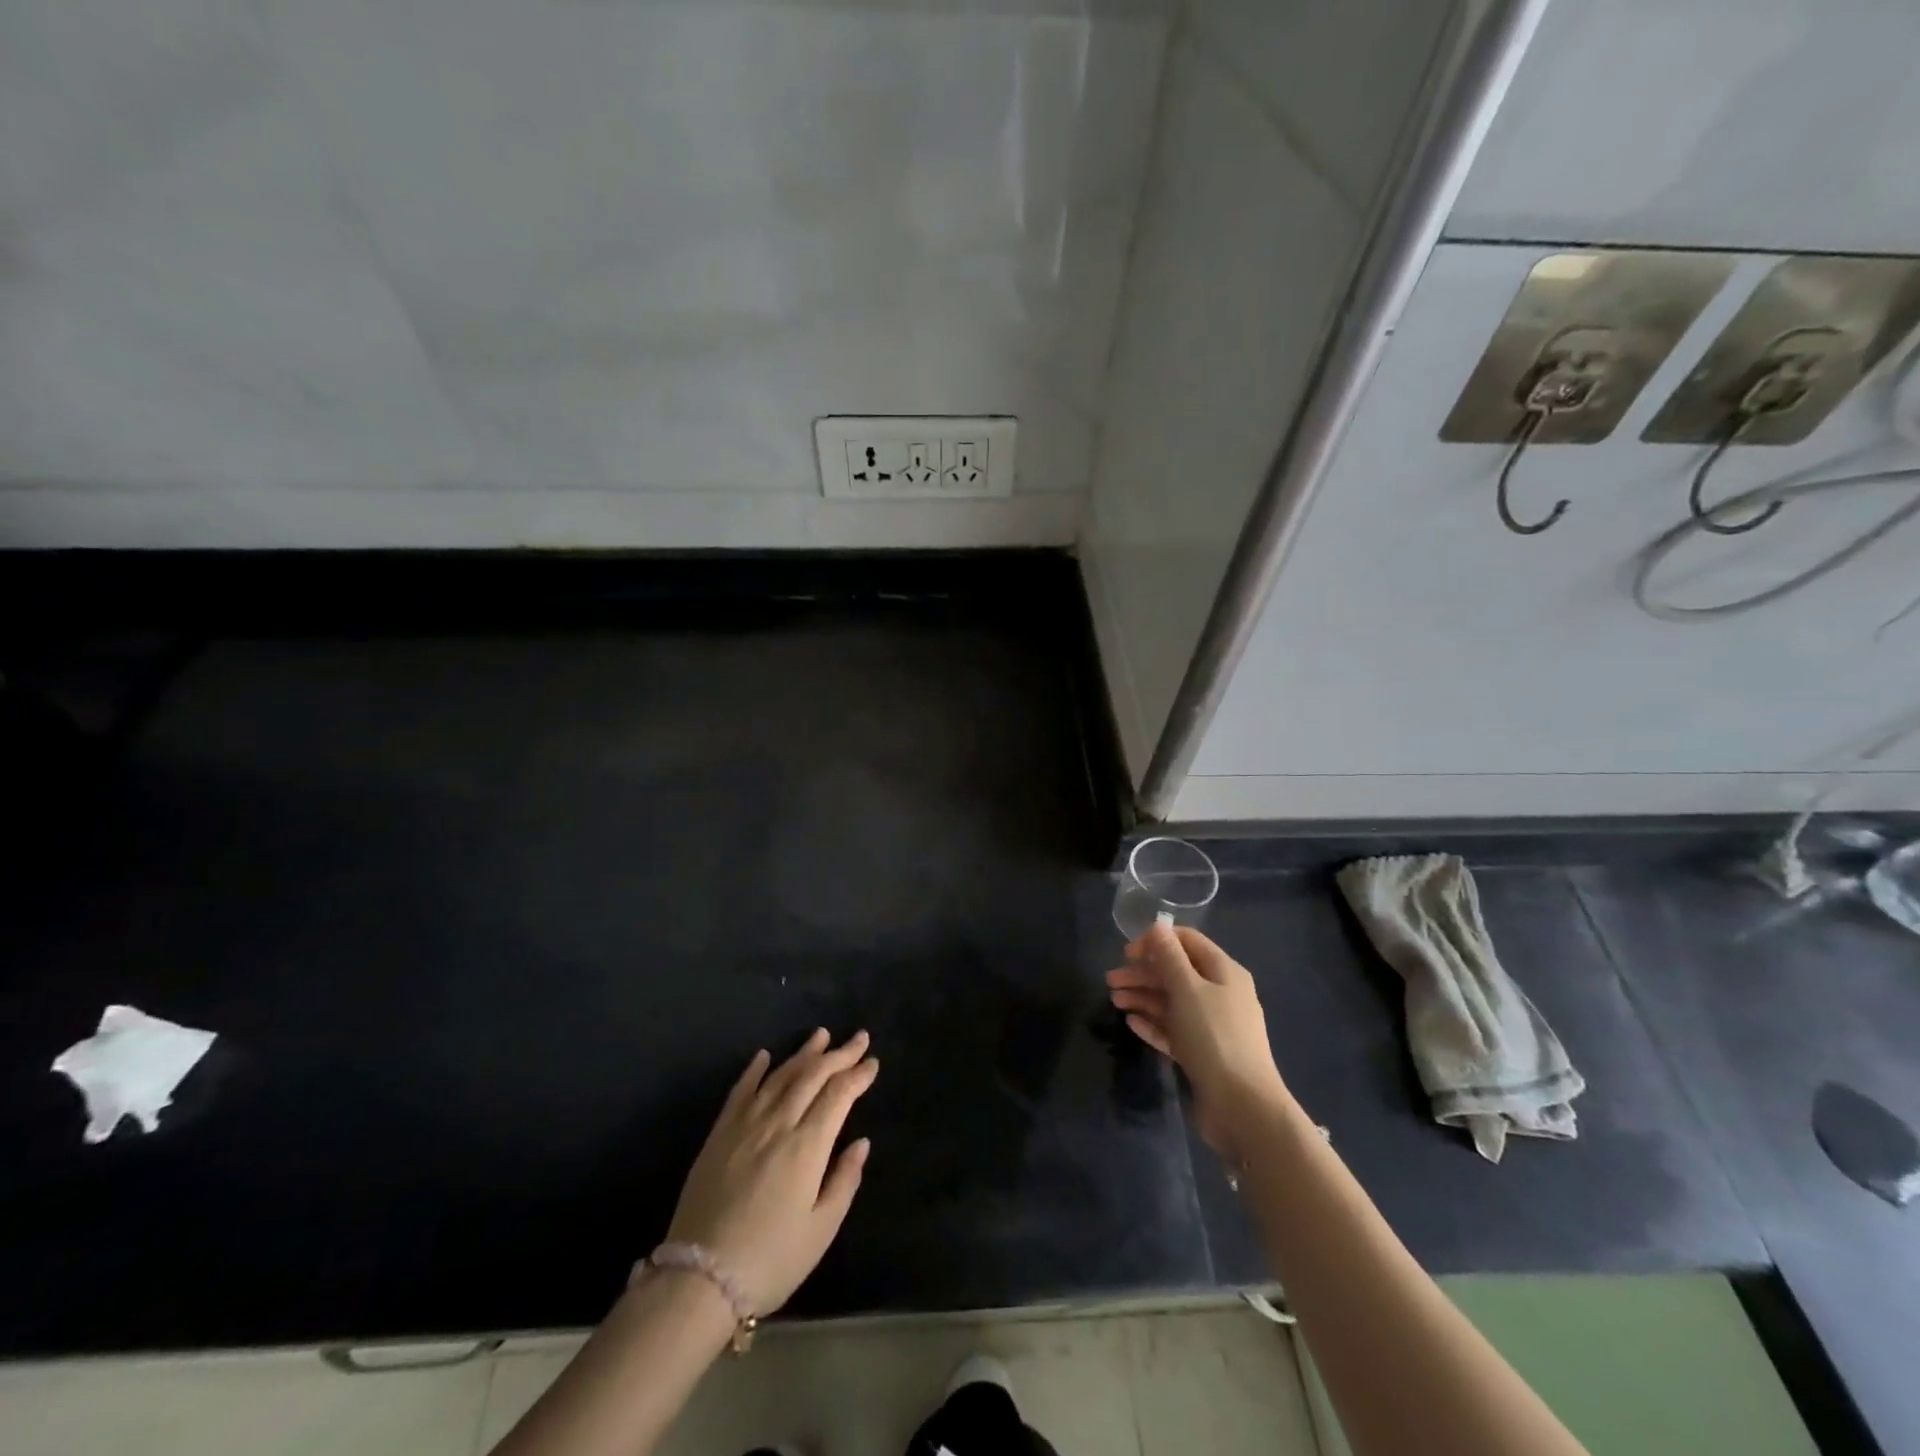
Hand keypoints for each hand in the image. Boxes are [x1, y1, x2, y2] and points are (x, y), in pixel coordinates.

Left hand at [665, 1029, 877, 1314]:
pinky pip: (740, 1091)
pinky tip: (765, 1056)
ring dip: (803, 1053)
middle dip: (839, 1054)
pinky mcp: (719, 1134)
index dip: (858, 1075)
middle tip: (859, 1038)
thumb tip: (861, 1142)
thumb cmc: (770, 1260)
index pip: (838, 1095)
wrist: (698, 1281)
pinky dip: (754, 1070)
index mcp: (807, 1146)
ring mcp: (745, 1125)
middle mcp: (778, 1124)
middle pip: (812, 1076)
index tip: (872, 1063)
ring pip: (780, 1076)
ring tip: (821, 1035)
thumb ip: (844, 1181)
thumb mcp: (821, 1230)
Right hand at [1107, 925, 1286, 1159]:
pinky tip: (1132, 1023)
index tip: (1127, 954)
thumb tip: (1157, 927)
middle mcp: (1221, 994)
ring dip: (1143, 997)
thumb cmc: (1214, 1037)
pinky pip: (1174, 1029)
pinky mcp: (1204, 1053)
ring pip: (1172, 1002)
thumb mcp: (1187, 989)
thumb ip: (1169, 956)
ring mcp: (1213, 1026)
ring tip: (1114, 1002)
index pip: (1187, 941)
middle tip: (1111, 982)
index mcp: (1224, 972)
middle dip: (1143, 973)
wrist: (1243, 1107)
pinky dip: (1154, 1023)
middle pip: (1176, 972)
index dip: (1156, 941)